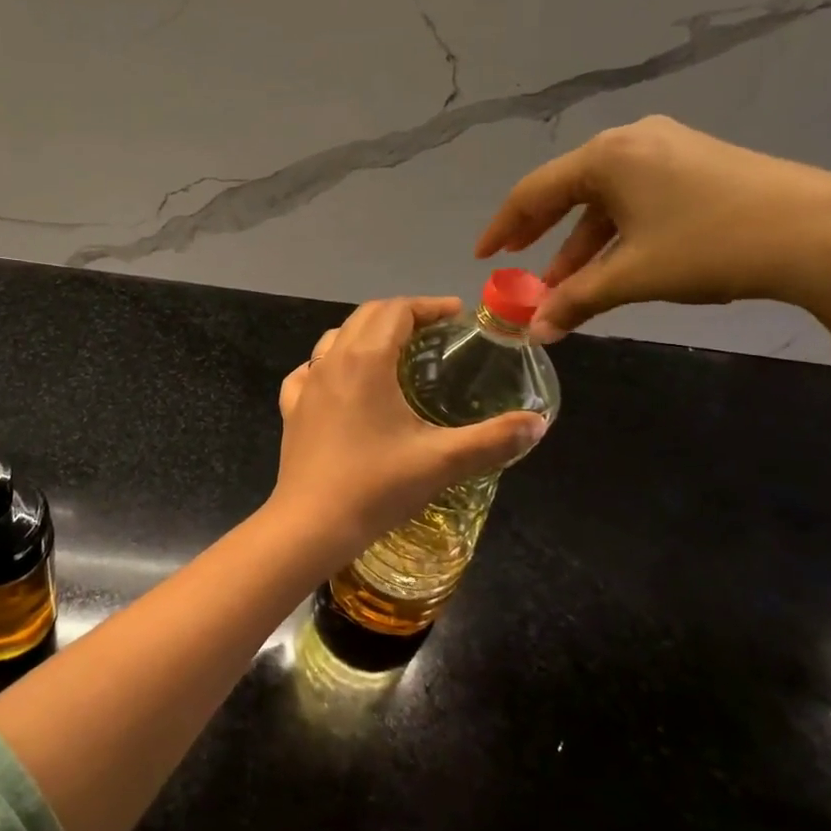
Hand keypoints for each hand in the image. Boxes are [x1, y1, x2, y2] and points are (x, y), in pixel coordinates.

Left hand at [267, 297, 547, 562]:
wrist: (311, 524)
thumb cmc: (376, 486)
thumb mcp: (442, 462)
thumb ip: (493, 439)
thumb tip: (537, 423)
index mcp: (367, 360)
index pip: (397, 310)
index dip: (429, 306)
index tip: (458, 316)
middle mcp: (332, 361)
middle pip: (366, 316)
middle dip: (402, 314)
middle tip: (435, 332)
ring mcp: (306, 385)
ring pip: (335, 339)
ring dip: (366, 334)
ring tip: (394, 353)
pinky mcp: (292, 410)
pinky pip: (308, 372)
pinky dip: (329, 365)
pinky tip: (341, 383)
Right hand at [476, 116, 830, 342]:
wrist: (825, 233)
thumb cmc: (711, 245)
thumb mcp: (633, 275)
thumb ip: (576, 300)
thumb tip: (536, 332)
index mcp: (606, 156)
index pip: (533, 192)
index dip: (503, 227)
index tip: (483, 257)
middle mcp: (632, 140)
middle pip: (566, 188)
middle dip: (540, 233)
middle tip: (515, 262)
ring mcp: (669, 148)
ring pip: (604, 197)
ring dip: (580, 241)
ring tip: (566, 282)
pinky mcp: (698, 164)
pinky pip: (636, 197)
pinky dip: (615, 232)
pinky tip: (613, 262)